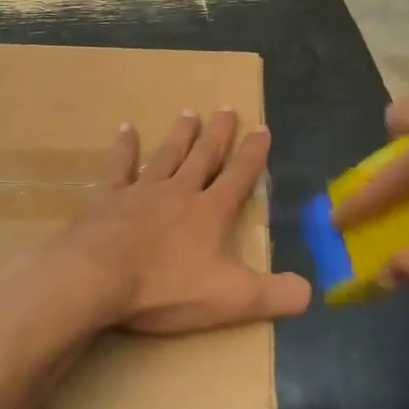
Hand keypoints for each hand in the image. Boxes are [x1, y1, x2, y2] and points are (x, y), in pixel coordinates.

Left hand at [58, 109, 311, 335]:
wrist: (97, 277)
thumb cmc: (166, 288)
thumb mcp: (231, 299)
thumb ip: (275, 295)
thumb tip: (311, 292)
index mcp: (211, 212)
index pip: (240, 176)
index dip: (254, 154)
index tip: (262, 128)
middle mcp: (179, 192)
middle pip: (204, 157)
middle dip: (219, 134)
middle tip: (226, 109)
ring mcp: (142, 192)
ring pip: (167, 155)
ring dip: (180, 135)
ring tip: (189, 113)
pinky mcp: (108, 199)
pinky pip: (120, 167)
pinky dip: (124, 148)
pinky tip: (126, 128)